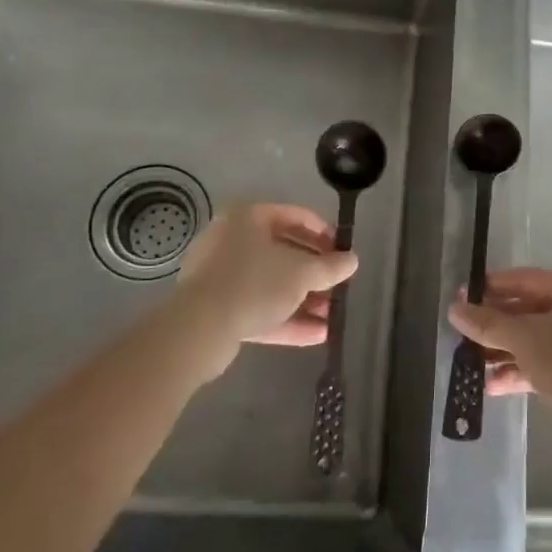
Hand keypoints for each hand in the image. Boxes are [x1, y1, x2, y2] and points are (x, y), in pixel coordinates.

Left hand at [173, 204, 357, 377]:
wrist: (199, 330)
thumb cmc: (254, 283)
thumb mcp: (301, 273)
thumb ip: (330, 266)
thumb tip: (352, 260)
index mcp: (248, 218)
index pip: (295, 216)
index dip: (324, 233)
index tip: (343, 252)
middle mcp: (231, 241)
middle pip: (283, 252)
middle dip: (315, 273)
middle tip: (338, 286)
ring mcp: (221, 276)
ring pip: (271, 284)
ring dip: (304, 300)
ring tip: (332, 316)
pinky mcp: (216, 309)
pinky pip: (257, 307)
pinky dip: (285, 318)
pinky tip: (316, 335)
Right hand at [448, 268, 551, 458]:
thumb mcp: (524, 336)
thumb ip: (488, 323)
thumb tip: (454, 309)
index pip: (528, 280)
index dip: (495, 286)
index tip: (464, 294)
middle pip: (530, 311)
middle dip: (496, 324)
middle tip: (463, 329)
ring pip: (534, 341)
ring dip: (503, 351)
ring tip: (470, 360)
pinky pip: (541, 366)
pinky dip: (518, 372)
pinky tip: (492, 386)